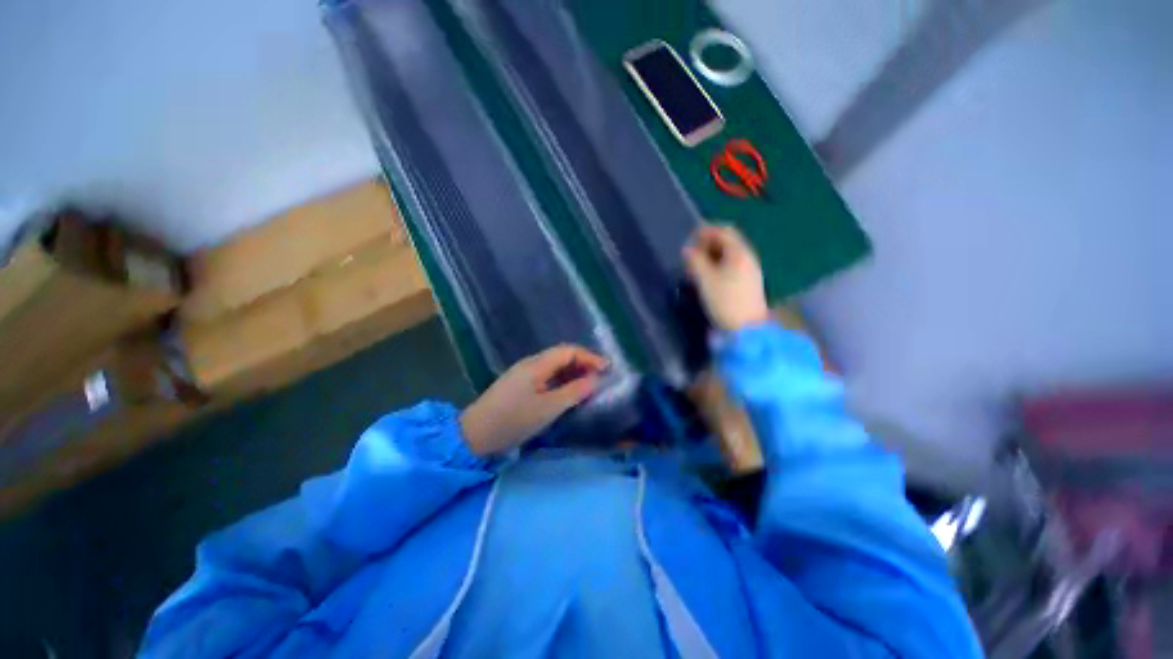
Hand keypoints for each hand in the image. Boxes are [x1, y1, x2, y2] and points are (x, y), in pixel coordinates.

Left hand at [459, 345, 607, 455]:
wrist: (474, 435)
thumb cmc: (513, 420)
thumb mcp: (548, 408)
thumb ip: (574, 392)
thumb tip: (595, 380)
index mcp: (537, 364)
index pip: (569, 351)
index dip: (590, 357)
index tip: (607, 369)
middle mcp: (530, 363)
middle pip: (562, 355)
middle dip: (583, 363)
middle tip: (600, 377)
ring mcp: (523, 373)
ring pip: (554, 366)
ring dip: (573, 372)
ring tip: (589, 385)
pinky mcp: (519, 385)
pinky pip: (546, 376)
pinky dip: (562, 380)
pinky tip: (568, 392)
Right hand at [682, 225, 769, 330]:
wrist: (747, 328)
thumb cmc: (725, 301)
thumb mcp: (705, 280)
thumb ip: (695, 261)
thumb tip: (687, 250)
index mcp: (739, 252)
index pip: (724, 231)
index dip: (706, 231)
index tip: (690, 239)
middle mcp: (748, 257)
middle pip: (729, 241)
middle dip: (709, 244)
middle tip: (692, 255)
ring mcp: (751, 270)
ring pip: (730, 255)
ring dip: (713, 256)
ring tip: (697, 267)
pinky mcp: (750, 283)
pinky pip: (733, 265)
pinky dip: (720, 265)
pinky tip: (710, 277)